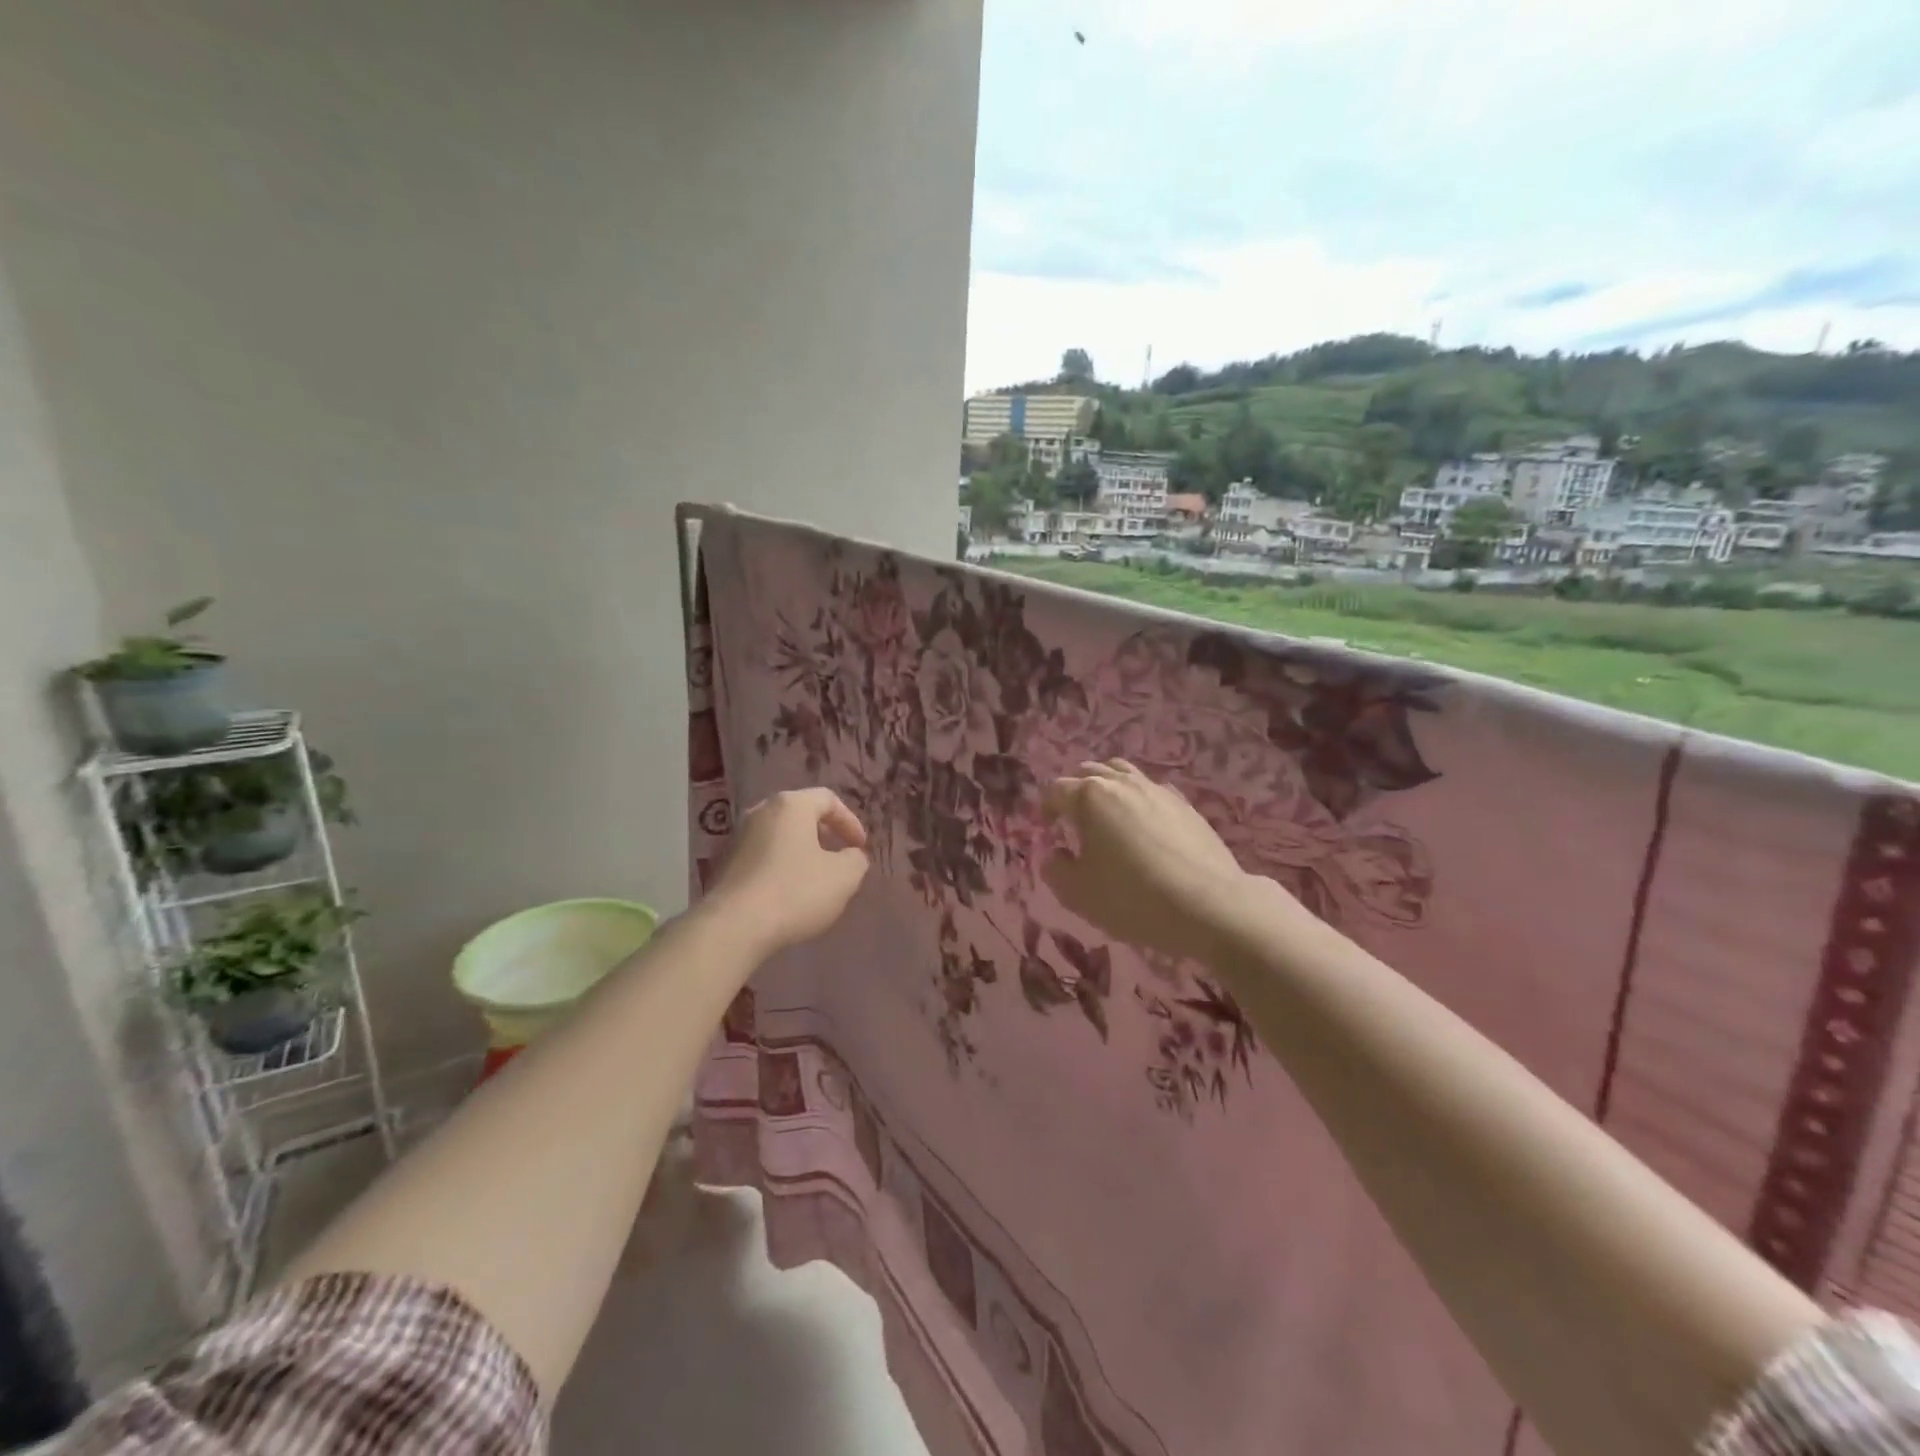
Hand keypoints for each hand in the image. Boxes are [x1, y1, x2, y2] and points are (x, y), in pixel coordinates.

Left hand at [705, 788, 870, 955]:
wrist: (733, 927)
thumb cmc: (795, 892)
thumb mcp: (844, 877)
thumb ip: (856, 860)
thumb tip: (852, 856)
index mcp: (791, 805)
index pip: (828, 799)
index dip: (850, 821)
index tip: (860, 847)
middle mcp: (760, 812)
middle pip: (800, 815)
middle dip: (824, 835)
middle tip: (839, 858)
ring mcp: (737, 838)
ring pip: (779, 836)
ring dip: (800, 852)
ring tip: (815, 879)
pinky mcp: (724, 864)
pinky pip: (761, 857)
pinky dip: (779, 867)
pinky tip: (787, 894)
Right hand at [1041, 761, 1260, 960]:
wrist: (1208, 905)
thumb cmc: (1132, 898)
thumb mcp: (1077, 893)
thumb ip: (1055, 870)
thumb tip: (1054, 855)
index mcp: (1089, 798)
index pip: (1056, 790)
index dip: (1046, 808)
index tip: (1048, 829)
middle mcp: (1122, 784)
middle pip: (1089, 771)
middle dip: (1074, 790)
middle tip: (1072, 818)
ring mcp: (1156, 790)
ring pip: (1122, 772)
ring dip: (1106, 786)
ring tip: (1106, 812)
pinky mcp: (1185, 804)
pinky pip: (1151, 789)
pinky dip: (1137, 798)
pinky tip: (1143, 823)